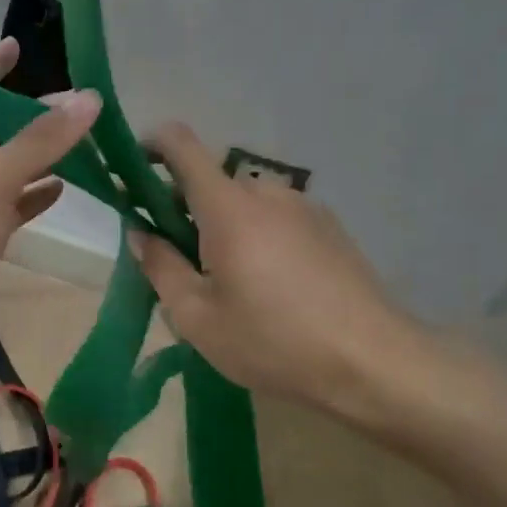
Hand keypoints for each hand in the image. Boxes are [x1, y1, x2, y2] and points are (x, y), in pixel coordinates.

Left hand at [0, 38, 101, 387]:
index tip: (19, 46)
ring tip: (84, 145)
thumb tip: (88, 98)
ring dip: (37, 159)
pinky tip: (63, 190)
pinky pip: (5, 209)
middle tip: (79, 106)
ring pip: (2, 171)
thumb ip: (41, 141)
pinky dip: (30, 198)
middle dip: (30, 118)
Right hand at [129, 122, 432, 426]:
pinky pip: (274, 217)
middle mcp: (265, 191)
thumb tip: (140, 232)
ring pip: (242, 203)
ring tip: (229, 284)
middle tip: (179, 262)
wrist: (375, 362)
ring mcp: (302, 206)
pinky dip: (256, 236)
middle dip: (183, 210)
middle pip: (209, 182)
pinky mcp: (328, 226)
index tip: (132, 173)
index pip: (180, 143)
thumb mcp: (197, 317)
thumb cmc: (274, 340)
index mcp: (227, 206)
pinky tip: (271, 287)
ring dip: (222, 227)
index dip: (149, 144)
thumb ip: (159, 267)